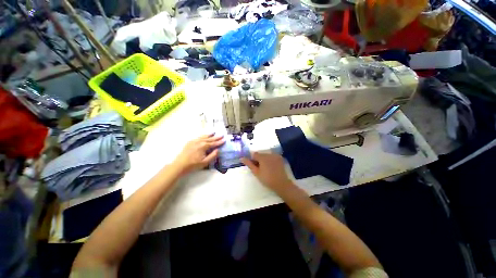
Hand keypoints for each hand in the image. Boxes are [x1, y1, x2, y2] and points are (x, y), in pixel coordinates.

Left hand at [173, 133, 224, 174]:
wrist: (179, 165)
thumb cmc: (193, 165)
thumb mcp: (205, 162)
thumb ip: (213, 155)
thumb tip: (218, 150)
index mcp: (203, 146)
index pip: (214, 143)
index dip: (219, 142)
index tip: (224, 140)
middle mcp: (199, 142)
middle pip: (209, 139)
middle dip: (216, 137)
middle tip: (222, 135)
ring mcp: (194, 141)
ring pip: (203, 136)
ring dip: (209, 134)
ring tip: (214, 132)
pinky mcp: (189, 142)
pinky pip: (198, 137)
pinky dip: (203, 136)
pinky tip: (204, 136)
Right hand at [241, 152, 293, 193]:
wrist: (281, 183)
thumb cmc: (267, 179)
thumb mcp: (256, 172)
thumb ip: (249, 164)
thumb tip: (242, 158)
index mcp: (262, 157)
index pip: (254, 154)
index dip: (253, 160)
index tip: (254, 167)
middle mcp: (269, 154)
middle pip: (261, 154)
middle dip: (259, 160)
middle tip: (260, 169)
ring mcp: (275, 155)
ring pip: (266, 155)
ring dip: (264, 159)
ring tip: (266, 169)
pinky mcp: (280, 158)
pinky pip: (272, 156)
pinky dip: (270, 160)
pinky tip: (272, 167)